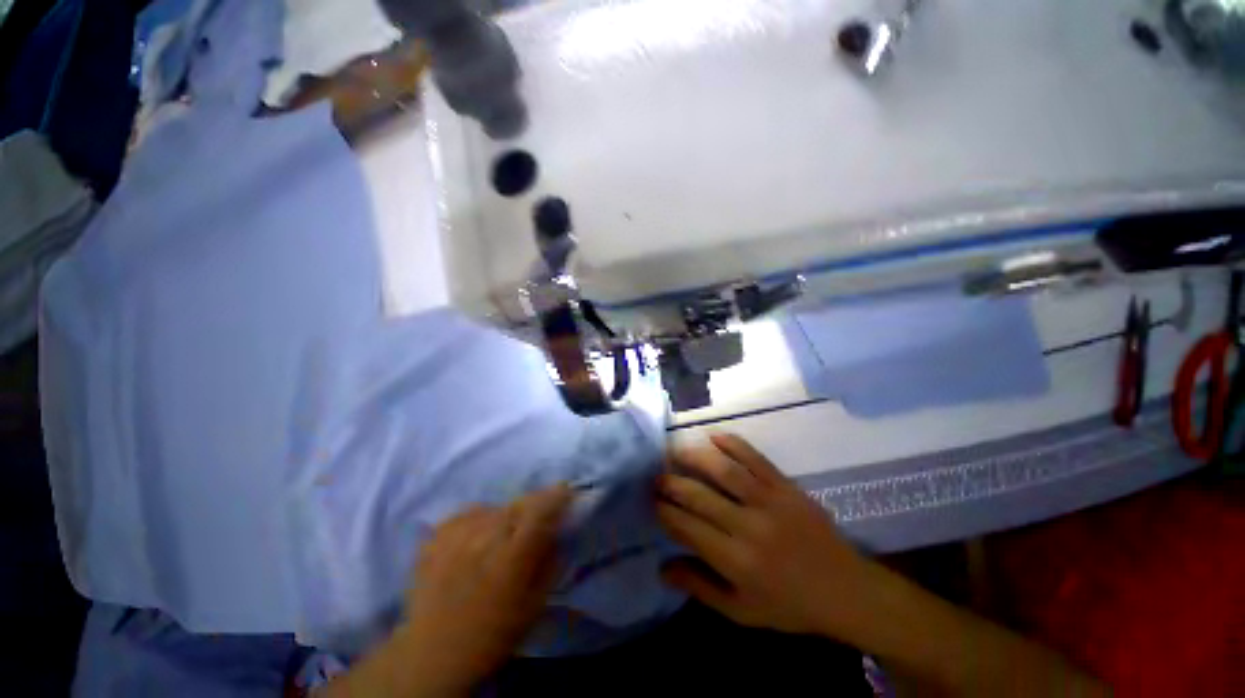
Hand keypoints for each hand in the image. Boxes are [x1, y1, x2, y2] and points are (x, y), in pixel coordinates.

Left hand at [401, 485, 571, 693]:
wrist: (433, 654)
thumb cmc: (493, 634)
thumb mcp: (535, 604)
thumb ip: (551, 561)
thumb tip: (559, 530)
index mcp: (513, 556)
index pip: (542, 508)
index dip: (557, 495)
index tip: (566, 492)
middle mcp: (485, 537)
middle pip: (519, 503)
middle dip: (534, 506)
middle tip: (534, 523)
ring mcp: (457, 534)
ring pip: (495, 507)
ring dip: (506, 516)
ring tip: (501, 537)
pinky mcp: (436, 536)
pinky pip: (469, 513)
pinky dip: (479, 520)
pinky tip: (476, 538)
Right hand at [656, 434, 876, 637]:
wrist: (846, 590)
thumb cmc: (790, 605)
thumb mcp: (742, 611)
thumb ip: (700, 587)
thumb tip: (661, 568)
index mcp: (736, 561)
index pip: (687, 528)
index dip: (665, 512)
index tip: (653, 501)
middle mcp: (748, 527)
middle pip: (699, 496)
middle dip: (671, 483)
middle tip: (657, 475)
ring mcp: (769, 501)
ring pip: (724, 471)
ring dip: (694, 457)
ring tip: (675, 451)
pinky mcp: (786, 486)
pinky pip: (755, 458)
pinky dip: (733, 444)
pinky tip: (714, 437)